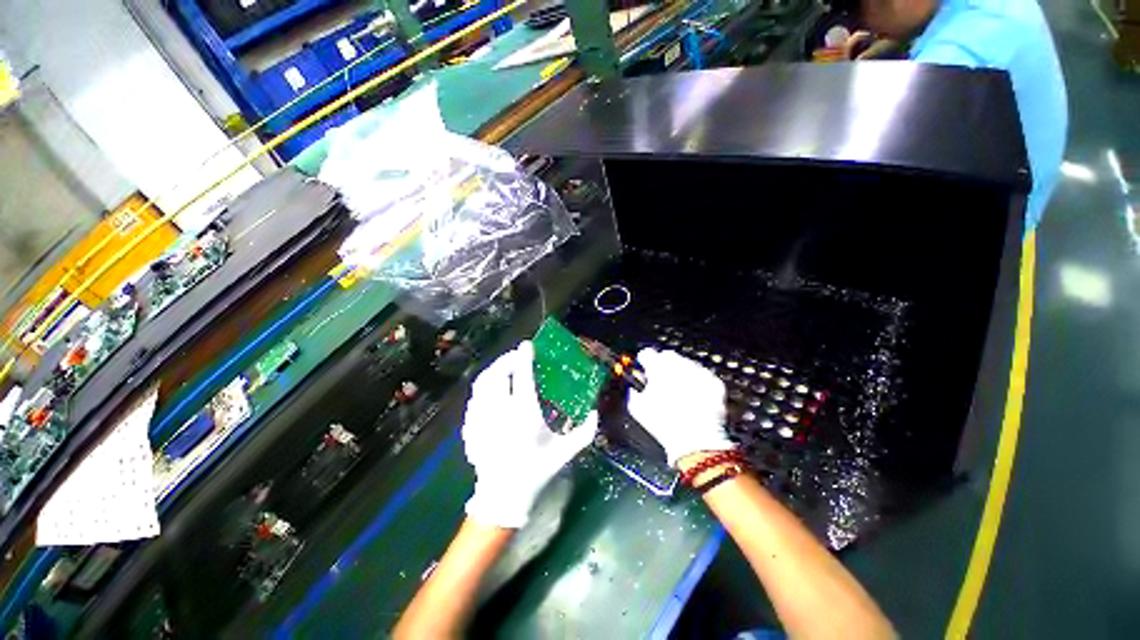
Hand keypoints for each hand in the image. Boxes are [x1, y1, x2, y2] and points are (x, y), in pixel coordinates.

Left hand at [462, 341, 597, 527]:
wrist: (504, 496)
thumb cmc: (536, 471)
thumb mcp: (565, 452)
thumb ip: (584, 432)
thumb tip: (596, 411)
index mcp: (525, 415)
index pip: (523, 378)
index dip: (525, 357)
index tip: (527, 345)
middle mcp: (501, 413)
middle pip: (498, 374)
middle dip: (507, 359)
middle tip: (517, 356)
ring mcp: (483, 419)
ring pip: (482, 384)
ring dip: (494, 370)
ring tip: (504, 367)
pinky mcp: (471, 426)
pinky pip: (474, 398)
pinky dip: (483, 387)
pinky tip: (490, 388)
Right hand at [627, 348, 733, 466]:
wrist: (696, 441)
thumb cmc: (664, 424)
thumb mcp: (637, 408)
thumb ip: (634, 390)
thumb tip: (635, 387)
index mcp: (657, 367)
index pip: (646, 353)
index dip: (644, 362)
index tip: (645, 369)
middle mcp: (679, 365)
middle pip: (668, 355)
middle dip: (664, 365)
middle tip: (662, 381)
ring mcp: (699, 372)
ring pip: (687, 364)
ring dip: (682, 373)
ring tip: (680, 393)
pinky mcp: (714, 382)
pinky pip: (704, 376)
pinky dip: (698, 383)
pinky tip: (695, 398)